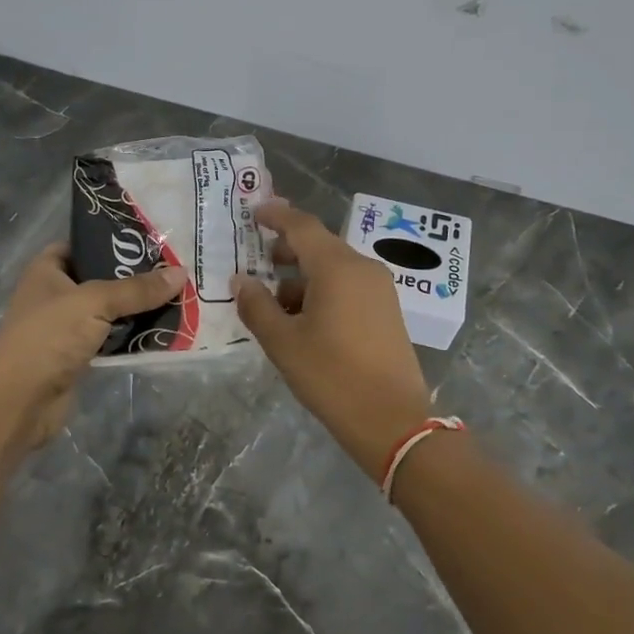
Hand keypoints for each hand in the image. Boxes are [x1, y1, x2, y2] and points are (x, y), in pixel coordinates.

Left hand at [0, 244, 184, 457]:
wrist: (19, 400)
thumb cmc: (49, 336)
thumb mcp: (95, 302)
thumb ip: (137, 289)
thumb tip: (180, 273)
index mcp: (47, 271)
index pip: (79, 246)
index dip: (108, 242)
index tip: (147, 241)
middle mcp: (54, 296)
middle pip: (99, 280)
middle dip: (132, 279)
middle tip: (172, 271)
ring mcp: (64, 329)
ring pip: (107, 313)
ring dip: (136, 311)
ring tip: (176, 299)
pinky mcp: (76, 358)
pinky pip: (110, 341)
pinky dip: (131, 338)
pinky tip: (162, 333)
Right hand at [232, 200, 431, 477]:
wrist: (393, 421)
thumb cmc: (332, 376)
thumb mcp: (284, 343)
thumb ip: (257, 306)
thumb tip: (240, 280)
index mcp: (337, 267)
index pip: (302, 226)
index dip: (276, 215)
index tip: (254, 212)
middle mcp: (362, 268)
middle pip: (319, 245)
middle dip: (287, 250)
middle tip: (257, 261)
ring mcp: (379, 289)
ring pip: (333, 268)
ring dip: (302, 277)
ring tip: (273, 304)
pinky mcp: (387, 310)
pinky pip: (348, 286)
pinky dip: (322, 291)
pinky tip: (303, 320)